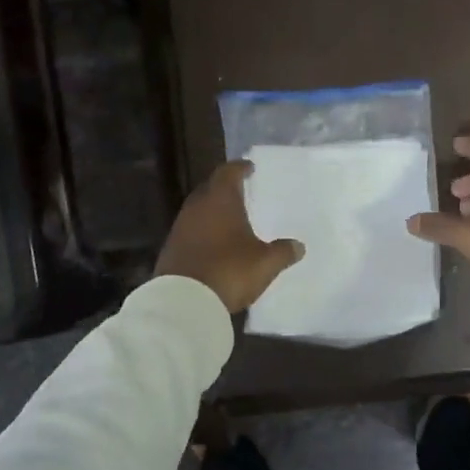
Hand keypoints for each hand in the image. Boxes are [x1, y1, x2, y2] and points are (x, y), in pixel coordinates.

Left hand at [155, 160, 303, 313]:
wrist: (184, 301)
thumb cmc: (229, 271)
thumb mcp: (265, 263)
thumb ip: (283, 252)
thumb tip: (298, 246)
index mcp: (220, 200)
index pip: (228, 173)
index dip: (240, 168)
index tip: (249, 168)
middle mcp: (197, 207)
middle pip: (210, 189)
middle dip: (225, 189)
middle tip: (241, 193)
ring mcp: (180, 228)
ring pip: (198, 211)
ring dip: (213, 212)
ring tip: (229, 219)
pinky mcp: (171, 249)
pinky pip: (190, 232)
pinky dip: (203, 232)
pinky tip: (214, 244)